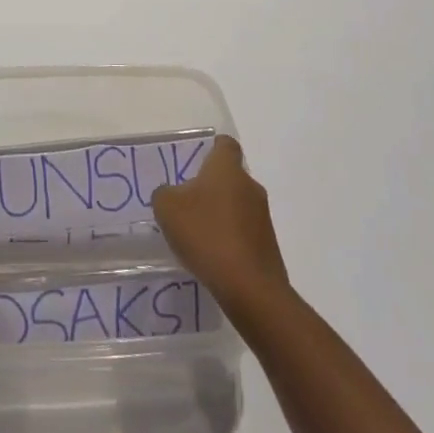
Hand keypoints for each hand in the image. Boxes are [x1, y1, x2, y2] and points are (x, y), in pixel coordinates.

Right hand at [151, 136, 288, 316]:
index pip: (225, 144)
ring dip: (221, 215)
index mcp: (227, 168)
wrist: (250, 288)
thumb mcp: (168, 208)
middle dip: (212, 187)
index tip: (197, 161)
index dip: (212, 149)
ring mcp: (263, 217)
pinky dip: (231, 239)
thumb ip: (164, 193)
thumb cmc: (207, 234)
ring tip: (199, 236)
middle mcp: (250, 186)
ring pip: (238, 205)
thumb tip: (171, 194)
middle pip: (230, 177)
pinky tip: (214, 258)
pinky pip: (245, 233)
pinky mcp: (268, 246)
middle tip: (188, 204)